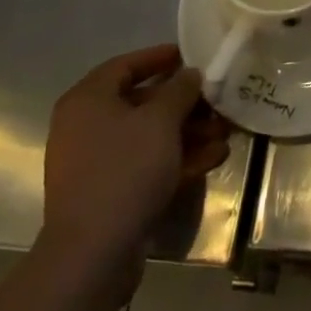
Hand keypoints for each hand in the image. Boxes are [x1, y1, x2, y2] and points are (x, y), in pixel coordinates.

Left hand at [36, 45, 230, 301]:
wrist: (93, 254)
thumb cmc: (125, 170)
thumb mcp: (161, 120)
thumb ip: (180, 90)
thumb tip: (189, 74)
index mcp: (88, 101)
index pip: (126, 65)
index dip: (159, 57)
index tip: (191, 56)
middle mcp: (85, 127)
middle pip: (142, 103)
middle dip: (184, 104)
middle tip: (217, 102)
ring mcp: (96, 163)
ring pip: (148, 137)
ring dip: (187, 133)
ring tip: (224, 133)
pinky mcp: (108, 194)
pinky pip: (145, 165)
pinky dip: (176, 160)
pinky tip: (213, 159)